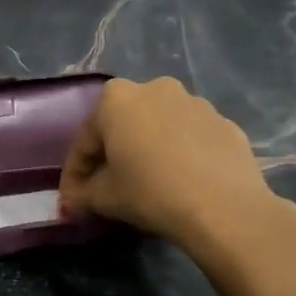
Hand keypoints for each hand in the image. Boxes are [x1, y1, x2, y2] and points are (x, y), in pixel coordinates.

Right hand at [59, 77, 295, 295]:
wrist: (225, 207)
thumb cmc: (151, 192)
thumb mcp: (104, 198)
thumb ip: (82, 196)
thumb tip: (71, 204)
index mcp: (116, 98)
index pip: (85, 140)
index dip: (75, 173)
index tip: (73, 199)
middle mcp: (155, 88)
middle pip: (123, 126)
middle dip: (112, 155)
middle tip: (107, 188)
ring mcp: (195, 102)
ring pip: (159, 128)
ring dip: (148, 151)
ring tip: (148, 184)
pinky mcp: (225, 122)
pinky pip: (190, 138)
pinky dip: (180, 155)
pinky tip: (181, 182)